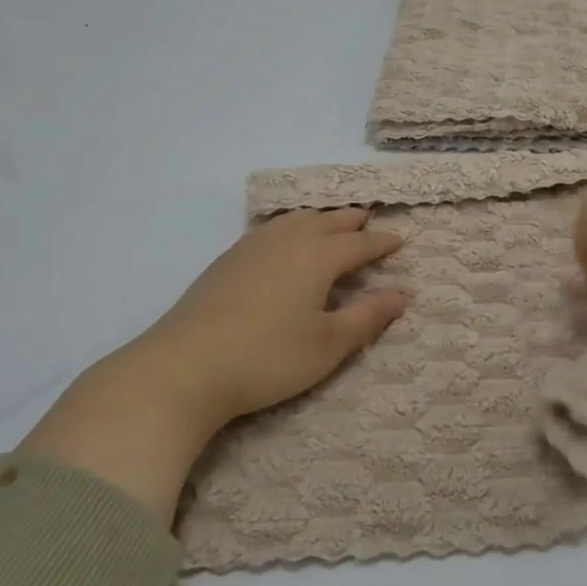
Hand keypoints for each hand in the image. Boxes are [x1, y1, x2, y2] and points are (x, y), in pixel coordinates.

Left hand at [22, 209, 407, 517]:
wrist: (184, 367)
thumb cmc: (267, 358)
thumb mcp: (327, 345)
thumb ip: (367, 317)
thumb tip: (401, 295)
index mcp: (316, 258)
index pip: (358, 245)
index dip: (381, 242)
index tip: (401, 239)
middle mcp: (286, 242)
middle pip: (326, 223)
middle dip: (350, 221)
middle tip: (367, 220)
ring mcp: (251, 248)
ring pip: (294, 221)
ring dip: (318, 219)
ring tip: (329, 223)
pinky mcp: (226, 261)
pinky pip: (270, 230)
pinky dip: (289, 227)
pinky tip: (282, 241)